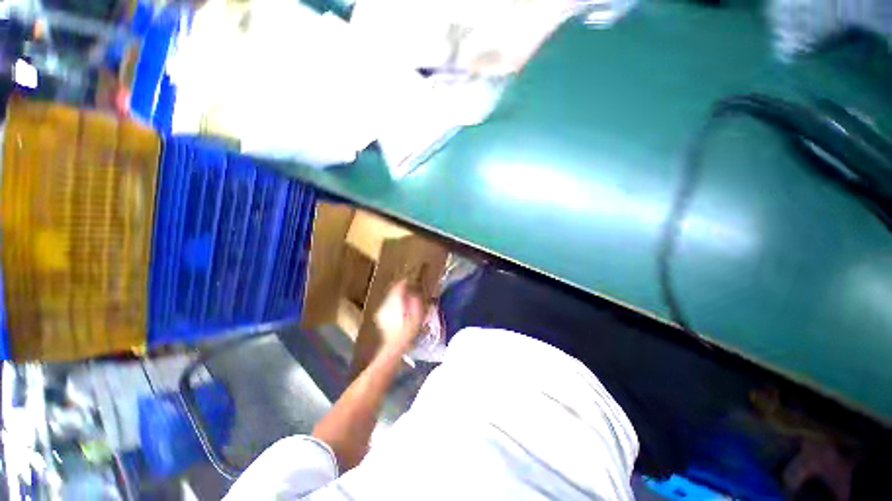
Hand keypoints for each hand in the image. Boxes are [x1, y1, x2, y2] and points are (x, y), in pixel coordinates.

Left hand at [374, 280, 423, 355]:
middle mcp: (386, 304)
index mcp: (395, 302)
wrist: (394, 346)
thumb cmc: (408, 331)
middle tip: (408, 290)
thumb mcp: (417, 316)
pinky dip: (392, 304)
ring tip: (404, 299)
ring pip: (389, 298)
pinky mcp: (379, 316)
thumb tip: (413, 293)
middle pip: (393, 291)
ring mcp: (381, 310)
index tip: (409, 280)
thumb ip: (415, 302)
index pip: (398, 287)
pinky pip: (387, 305)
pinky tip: (397, 310)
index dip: (404, 282)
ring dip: (396, 297)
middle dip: (400, 290)